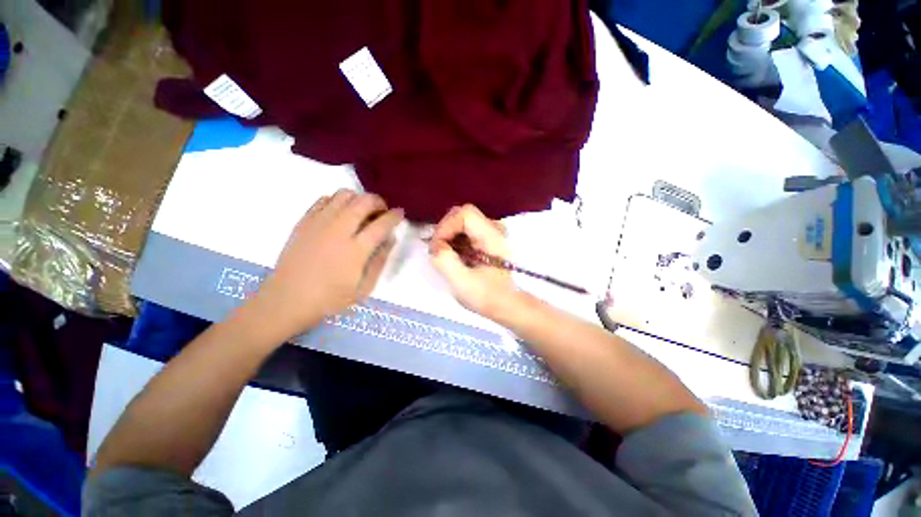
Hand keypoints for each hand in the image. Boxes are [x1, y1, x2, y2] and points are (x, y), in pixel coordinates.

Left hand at [249, 190, 403, 340]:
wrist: (288, 299)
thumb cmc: (330, 298)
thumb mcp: (364, 287)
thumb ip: (380, 260)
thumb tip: (390, 238)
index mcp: (356, 250)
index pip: (382, 224)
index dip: (395, 216)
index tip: (400, 213)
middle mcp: (338, 230)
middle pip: (364, 202)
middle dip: (379, 202)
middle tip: (382, 211)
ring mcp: (319, 223)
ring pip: (344, 195)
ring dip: (359, 199)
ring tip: (362, 211)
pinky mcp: (304, 222)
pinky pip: (324, 199)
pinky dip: (338, 200)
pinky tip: (341, 213)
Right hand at [429, 204, 519, 317]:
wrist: (507, 305)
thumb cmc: (488, 296)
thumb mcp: (462, 282)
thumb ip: (445, 261)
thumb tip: (436, 245)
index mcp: (492, 236)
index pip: (465, 214)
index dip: (446, 226)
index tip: (438, 247)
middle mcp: (494, 228)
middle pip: (462, 214)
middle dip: (445, 231)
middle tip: (438, 251)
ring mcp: (491, 232)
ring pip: (461, 221)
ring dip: (448, 236)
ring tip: (444, 255)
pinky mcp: (487, 239)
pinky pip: (465, 230)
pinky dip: (454, 240)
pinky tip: (453, 255)